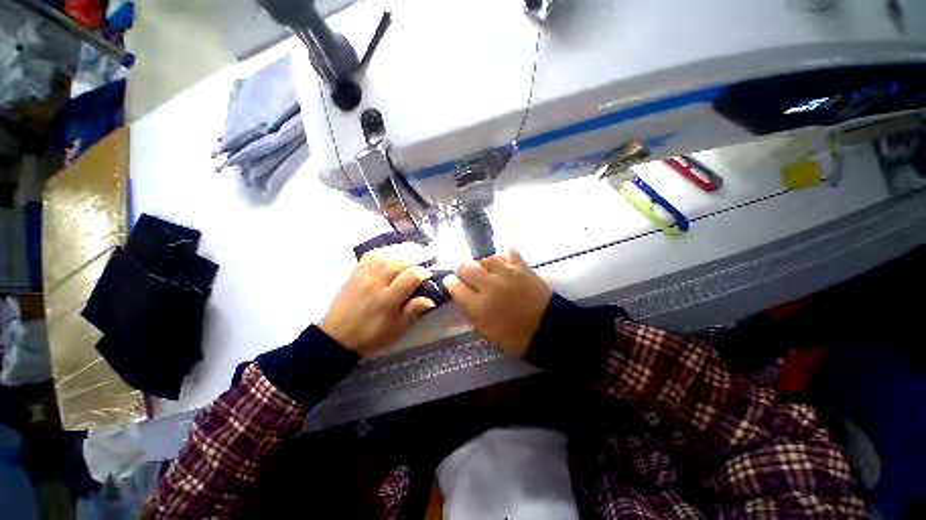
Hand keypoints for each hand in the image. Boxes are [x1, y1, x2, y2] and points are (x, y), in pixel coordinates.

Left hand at [319, 244, 434, 355]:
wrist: (337, 336)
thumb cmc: (371, 335)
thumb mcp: (396, 330)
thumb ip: (413, 312)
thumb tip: (431, 299)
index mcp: (388, 300)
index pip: (410, 277)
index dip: (423, 272)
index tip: (430, 273)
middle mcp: (376, 284)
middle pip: (399, 262)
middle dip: (416, 256)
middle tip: (427, 254)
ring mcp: (364, 276)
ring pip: (385, 255)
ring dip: (402, 250)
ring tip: (414, 248)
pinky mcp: (355, 273)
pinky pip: (370, 255)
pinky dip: (384, 250)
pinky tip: (392, 250)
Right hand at [443, 247, 551, 356]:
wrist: (548, 328)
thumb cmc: (515, 336)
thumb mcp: (486, 331)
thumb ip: (471, 312)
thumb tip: (462, 296)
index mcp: (479, 306)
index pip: (455, 286)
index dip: (450, 283)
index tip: (451, 283)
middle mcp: (490, 286)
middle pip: (466, 267)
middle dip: (461, 270)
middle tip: (466, 275)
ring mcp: (507, 273)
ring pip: (485, 258)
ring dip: (481, 264)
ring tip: (485, 270)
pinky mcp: (522, 267)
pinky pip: (508, 252)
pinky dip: (502, 256)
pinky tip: (502, 263)